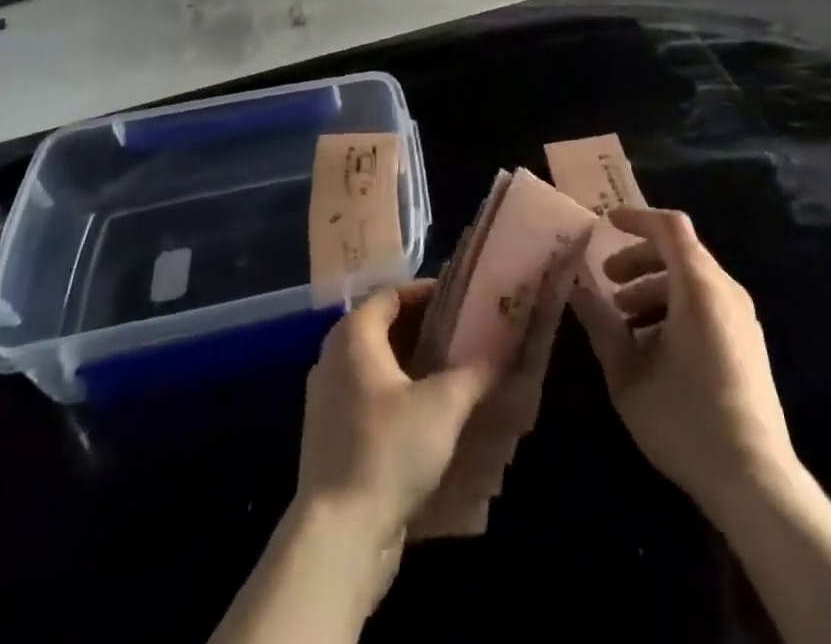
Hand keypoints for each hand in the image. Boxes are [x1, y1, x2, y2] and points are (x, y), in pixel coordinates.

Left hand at [296, 282, 494, 549]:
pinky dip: (399, 397)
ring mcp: (328, 401)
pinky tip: (432, 416)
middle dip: (426, 330)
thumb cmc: (388, 450)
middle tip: (466, 335)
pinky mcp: (331, 439)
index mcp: (353, 335)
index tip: (464, 301)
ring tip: (457, 373)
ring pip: (378, 367)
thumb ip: (476, 370)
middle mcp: (333, 359)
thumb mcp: (444, 404)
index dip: (428, 293)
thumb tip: (503, 349)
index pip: (392, 294)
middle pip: (384, 328)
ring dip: (415, 366)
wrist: (338, 538)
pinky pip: (370, 400)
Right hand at [570, 207, 797, 513]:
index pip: (669, 228)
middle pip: (680, 252)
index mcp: (699, 287)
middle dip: (639, 259)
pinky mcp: (749, 343)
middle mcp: (726, 291)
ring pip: (693, 280)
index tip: (605, 224)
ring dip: (655, 287)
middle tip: (607, 283)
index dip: (636, 218)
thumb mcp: (628, 374)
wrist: (755, 480)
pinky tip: (654, 348)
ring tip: (624, 322)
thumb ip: (601, 324)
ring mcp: (742, 318)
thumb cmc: (685, 419)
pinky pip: (707, 304)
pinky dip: (676, 307)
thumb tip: (578, 289)